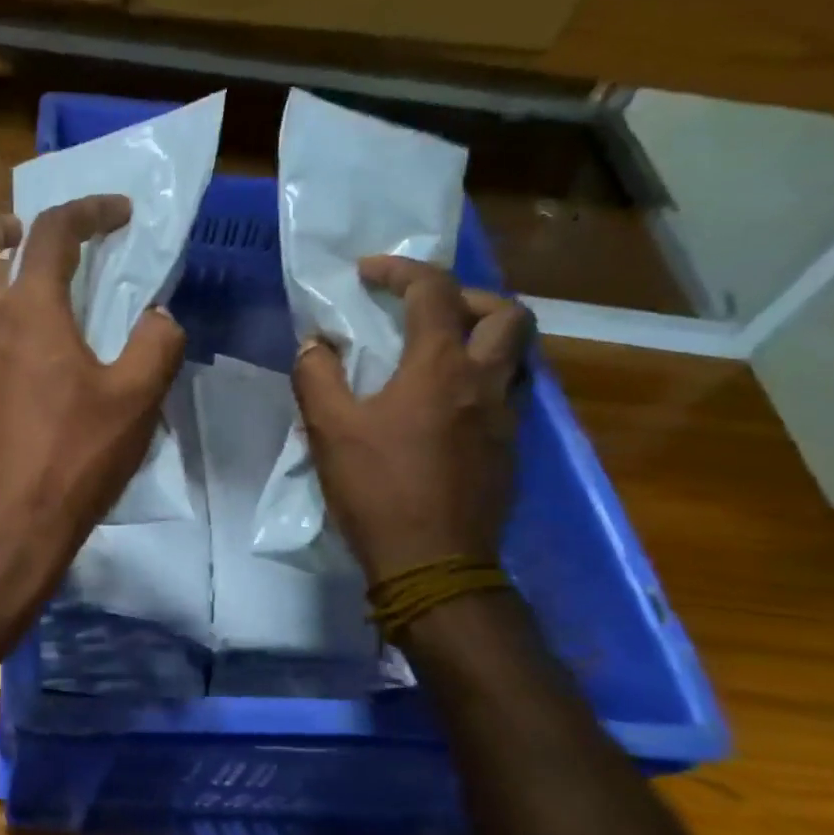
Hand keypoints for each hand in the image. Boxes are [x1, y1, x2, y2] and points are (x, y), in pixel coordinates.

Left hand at [0, 196, 185, 599]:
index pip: (52, 233)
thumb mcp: (135, 402)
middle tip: (27, 235)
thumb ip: (155, 346)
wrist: (2, 529)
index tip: (119, 214)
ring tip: (25, 292)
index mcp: (29, 312)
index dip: (88, 211)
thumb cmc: (71, 460)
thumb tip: (159, 317)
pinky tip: (15, 357)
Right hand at [293, 256, 532, 584]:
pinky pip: (509, 393)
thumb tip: (314, 344)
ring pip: (519, 354)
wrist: (433, 564)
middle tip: (427, 310)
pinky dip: (484, 379)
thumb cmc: (378, 491)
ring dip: (485, 337)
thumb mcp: (330, 430)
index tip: (368, 273)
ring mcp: (506, 418)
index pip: (434, 291)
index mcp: (440, 368)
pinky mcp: (511, 450)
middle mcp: (486, 382)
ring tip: (441, 352)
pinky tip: (448, 405)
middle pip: (507, 313)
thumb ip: (316, 377)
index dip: (401, 270)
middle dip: (467, 296)